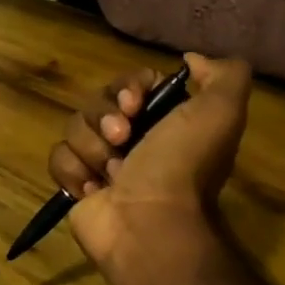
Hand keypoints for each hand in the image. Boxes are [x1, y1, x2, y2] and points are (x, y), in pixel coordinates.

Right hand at [48, 52, 253, 269]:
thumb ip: (225, 75)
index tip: (134, 103)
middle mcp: (133, 138)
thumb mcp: (221, 112)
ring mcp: (102, 162)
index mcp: (164, 120)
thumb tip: (192, 59)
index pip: (130, 82)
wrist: (150, 225)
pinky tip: (94, 189)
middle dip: (105, 116)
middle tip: (122, 138)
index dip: (127, 87)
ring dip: (92, 148)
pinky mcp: (77, 184)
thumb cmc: (182, 166)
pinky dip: (74, 171)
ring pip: (74, 127)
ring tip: (112, 173)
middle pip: (97, 101)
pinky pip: (58, 157)